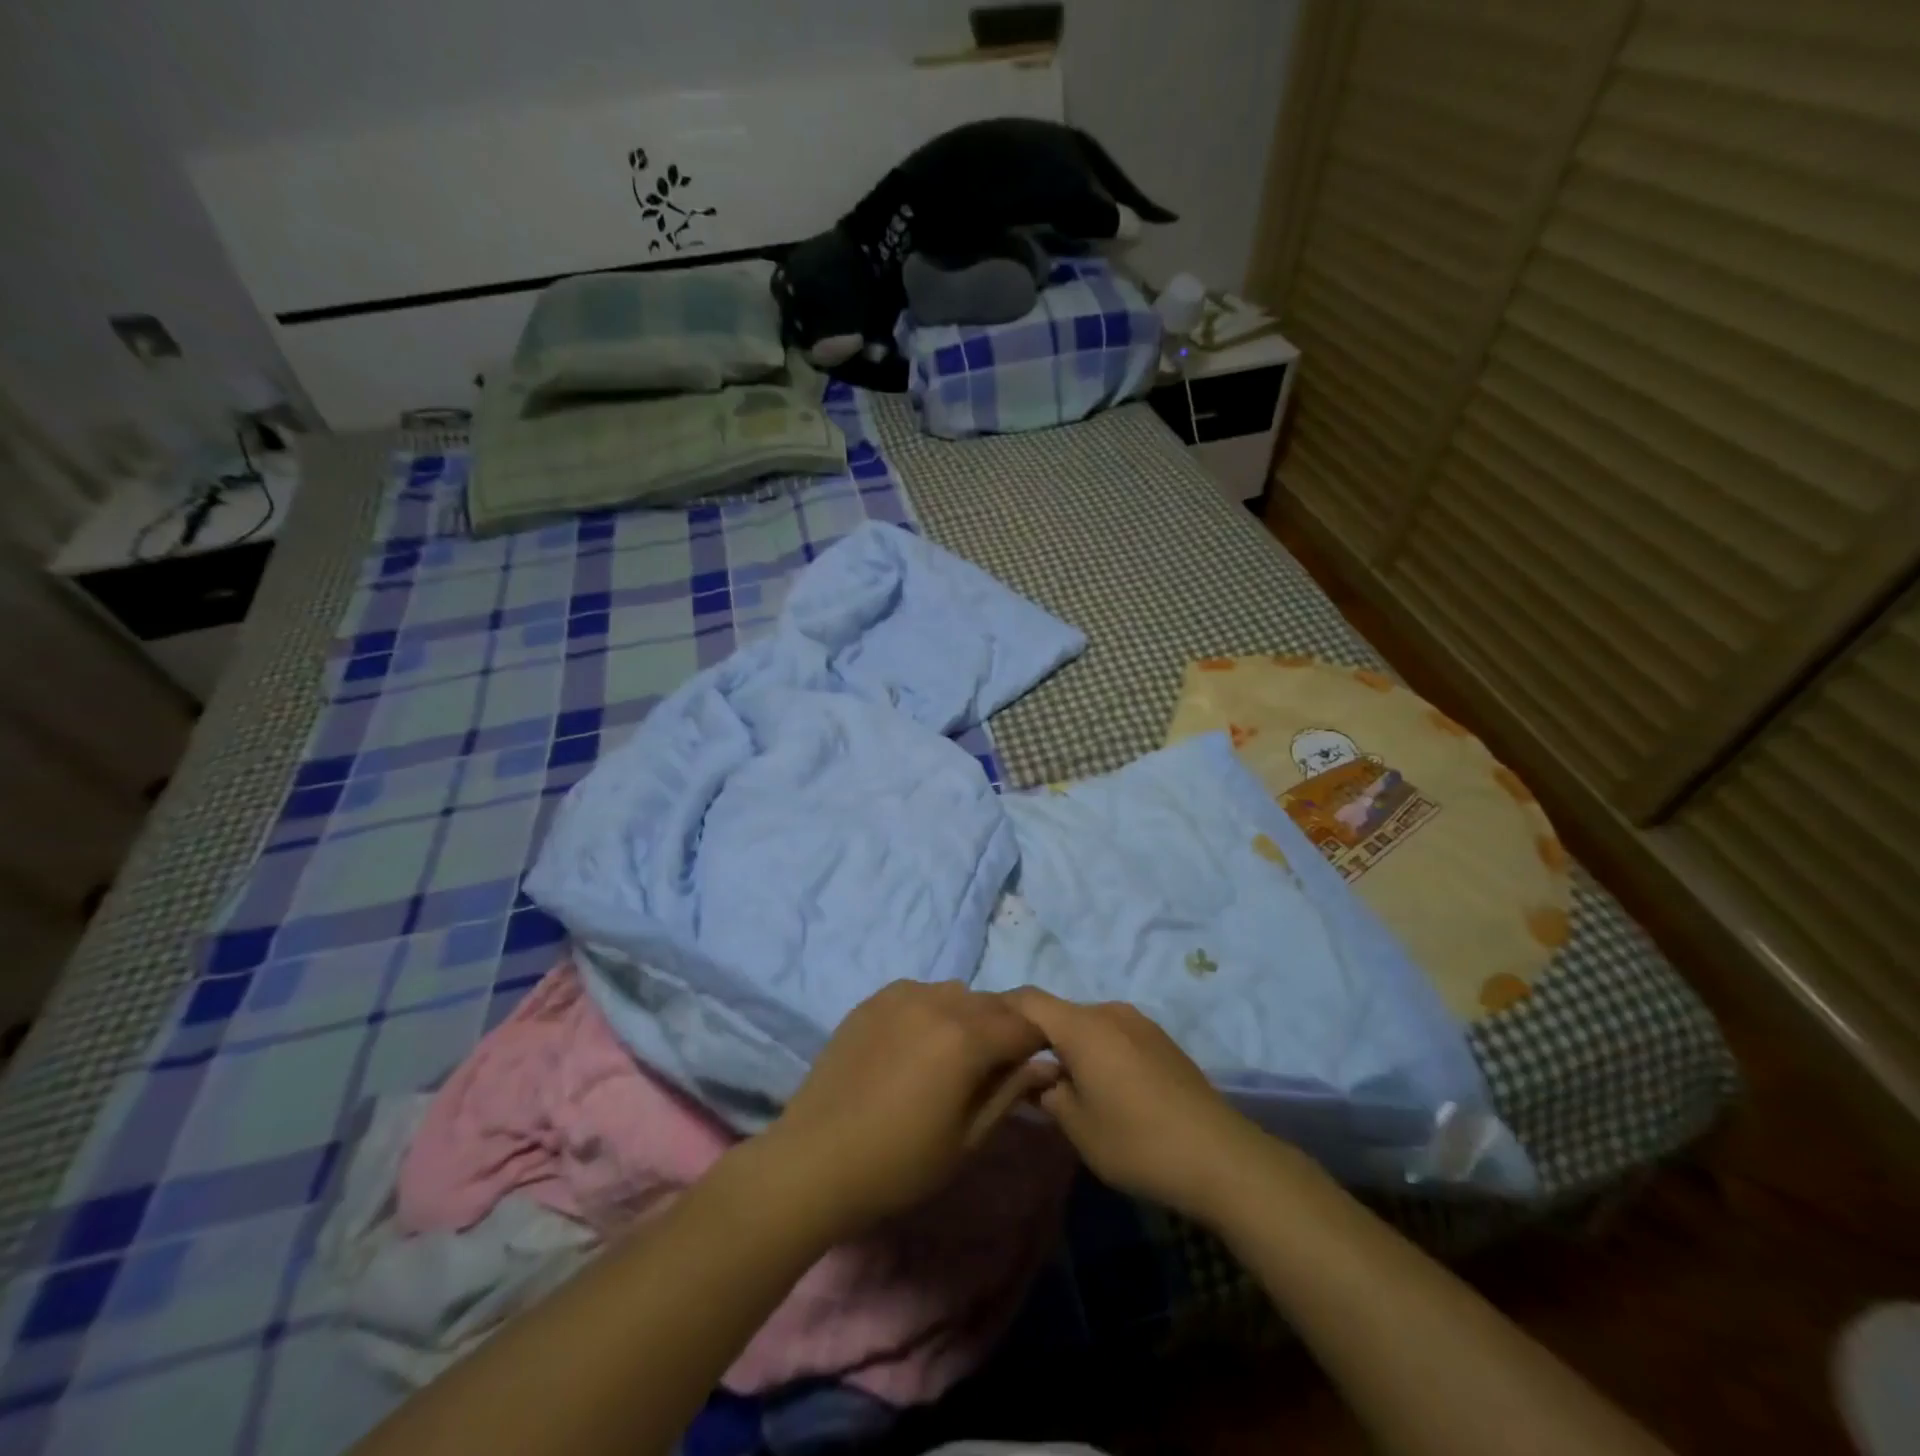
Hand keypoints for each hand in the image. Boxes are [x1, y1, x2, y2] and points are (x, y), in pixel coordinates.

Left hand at [760, 981, 1058, 1236]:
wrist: (815, 1161)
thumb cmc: (899, 1164)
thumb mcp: (967, 1140)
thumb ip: (1010, 1092)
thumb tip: (1046, 1065)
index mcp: (967, 1038)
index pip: (1025, 1025)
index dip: (1038, 1045)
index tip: (1034, 1068)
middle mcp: (938, 1002)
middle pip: (993, 1004)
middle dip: (1006, 1029)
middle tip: (997, 1066)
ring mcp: (902, 995)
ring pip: (957, 993)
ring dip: (970, 1016)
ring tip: (954, 1055)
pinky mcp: (874, 999)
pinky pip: (920, 992)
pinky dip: (933, 1009)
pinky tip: (917, 1044)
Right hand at [1003, 988, 1277, 1224]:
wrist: (1220, 1157)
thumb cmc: (1138, 1142)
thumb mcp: (1079, 1127)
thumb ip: (1048, 1095)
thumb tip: (1038, 1078)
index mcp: (1082, 1026)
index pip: (1028, 1000)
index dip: (1002, 1010)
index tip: (984, 1032)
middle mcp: (1109, 1012)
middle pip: (1059, 1012)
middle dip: (1036, 1036)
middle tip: (1019, 1070)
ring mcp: (1139, 1023)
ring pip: (1087, 1024)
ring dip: (1069, 1045)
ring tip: (1061, 1082)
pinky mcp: (1160, 1040)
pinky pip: (1113, 1034)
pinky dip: (1096, 1050)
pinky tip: (1102, 1086)